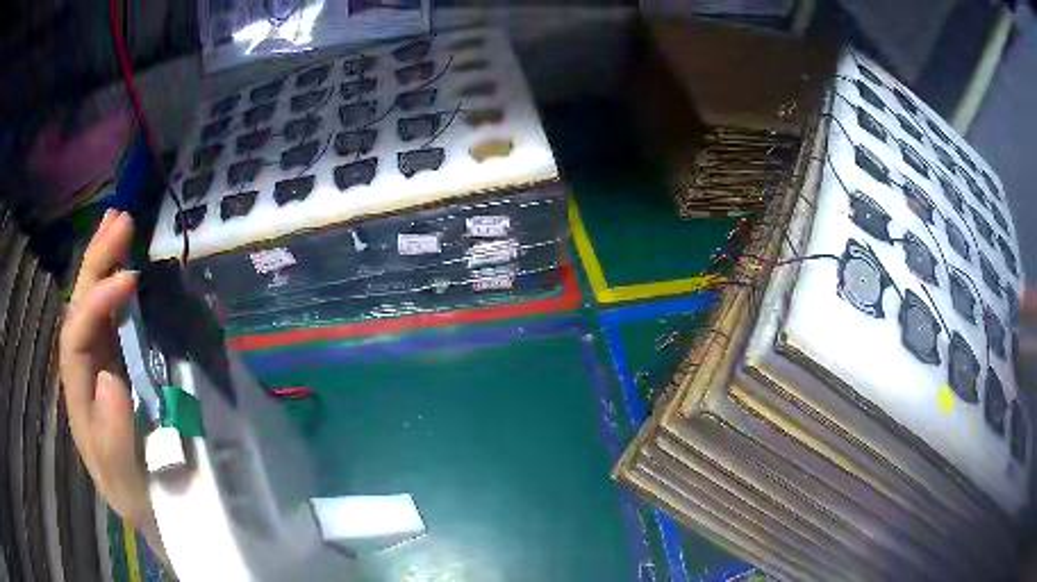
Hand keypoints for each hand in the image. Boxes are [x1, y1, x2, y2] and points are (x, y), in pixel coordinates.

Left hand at [59, 210, 149, 527]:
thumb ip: (112, 438)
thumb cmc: (139, 497)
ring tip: (119, 223)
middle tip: (121, 220)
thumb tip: (109, 378)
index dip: (98, 304)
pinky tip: (125, 263)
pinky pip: (113, 320)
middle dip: (95, 263)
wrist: (152, 507)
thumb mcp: (126, 483)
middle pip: (80, 309)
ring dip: (104, 262)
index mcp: (80, 398)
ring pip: (93, 307)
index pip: (78, 338)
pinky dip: (118, 287)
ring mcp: (101, 366)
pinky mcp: (120, 365)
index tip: (129, 278)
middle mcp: (84, 373)